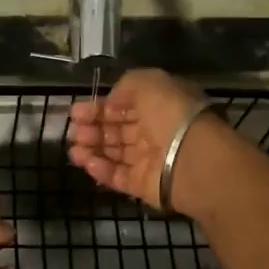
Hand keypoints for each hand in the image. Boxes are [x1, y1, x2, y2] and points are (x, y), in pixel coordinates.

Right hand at [66, 68, 224, 214]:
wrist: (194, 159)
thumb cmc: (172, 114)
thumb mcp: (149, 83)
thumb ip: (126, 86)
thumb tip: (111, 101)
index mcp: (160, 105)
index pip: (125, 106)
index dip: (100, 107)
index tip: (76, 111)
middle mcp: (156, 131)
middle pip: (118, 130)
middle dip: (93, 129)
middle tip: (74, 131)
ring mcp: (151, 159)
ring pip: (116, 154)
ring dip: (93, 149)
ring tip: (74, 149)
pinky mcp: (145, 185)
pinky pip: (119, 177)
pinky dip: (101, 170)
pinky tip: (86, 162)